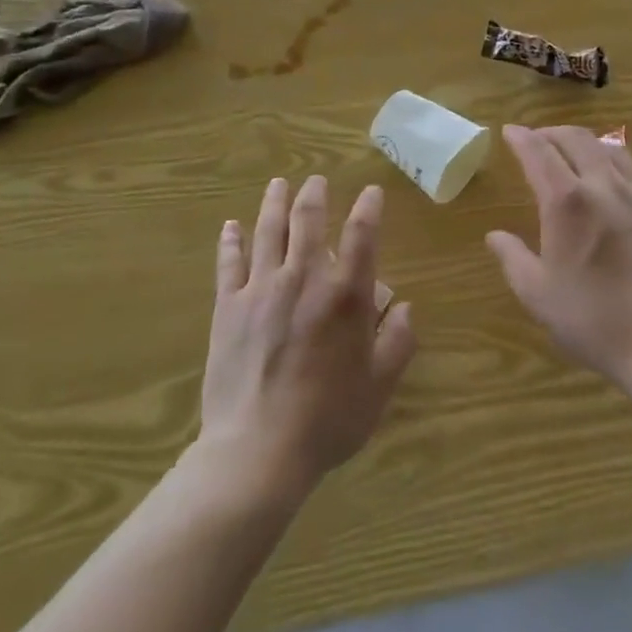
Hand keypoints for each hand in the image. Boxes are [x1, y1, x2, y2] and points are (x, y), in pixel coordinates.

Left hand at [198, 176, 416, 500]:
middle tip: (316, 180)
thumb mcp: (379, 386)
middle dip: (315, 194)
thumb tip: (403, 306)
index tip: (371, 191)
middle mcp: (304, 278)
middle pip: (308, 220)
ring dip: (274, 203)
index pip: (361, 234)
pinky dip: (230, 241)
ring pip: (268, 231)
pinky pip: (229, 264)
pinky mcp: (229, 307)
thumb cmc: (327, 419)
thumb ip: (398, 341)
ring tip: (278, 184)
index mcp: (345, 294)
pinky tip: (230, 225)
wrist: (258, 451)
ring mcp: (262, 288)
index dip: (369, 206)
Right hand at [487, 126, 631, 391]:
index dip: (521, 137)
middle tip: (536, 139)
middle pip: (576, 138)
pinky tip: (607, 180)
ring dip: (583, 141)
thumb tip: (495, 236)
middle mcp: (602, 186)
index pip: (539, 152)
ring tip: (570, 152)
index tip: (509, 130)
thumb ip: (513, 259)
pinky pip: (631, 169)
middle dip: (551, 132)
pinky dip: (610, 159)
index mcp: (567, 202)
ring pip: (607, 148)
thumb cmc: (594, 320)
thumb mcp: (539, 296)